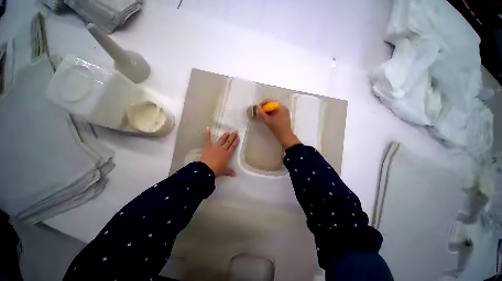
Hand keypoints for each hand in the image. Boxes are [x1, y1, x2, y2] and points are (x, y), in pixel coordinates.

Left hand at [200, 128, 238, 176]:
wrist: (206, 169)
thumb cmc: (217, 170)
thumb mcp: (224, 171)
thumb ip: (229, 171)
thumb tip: (235, 175)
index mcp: (227, 154)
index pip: (233, 147)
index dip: (235, 142)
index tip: (238, 137)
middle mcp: (222, 149)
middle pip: (228, 142)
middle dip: (232, 137)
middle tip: (235, 132)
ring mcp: (215, 147)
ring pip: (221, 140)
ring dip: (224, 136)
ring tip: (227, 132)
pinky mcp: (207, 147)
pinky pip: (207, 139)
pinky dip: (207, 134)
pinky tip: (207, 128)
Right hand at [257, 100, 299, 148]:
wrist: (285, 136)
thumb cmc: (276, 127)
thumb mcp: (267, 120)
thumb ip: (261, 113)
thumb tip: (257, 107)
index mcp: (280, 106)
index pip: (269, 101)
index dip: (262, 104)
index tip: (258, 109)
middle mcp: (283, 106)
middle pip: (272, 104)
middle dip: (265, 107)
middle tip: (260, 113)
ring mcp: (285, 111)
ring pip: (274, 108)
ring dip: (268, 110)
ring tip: (263, 115)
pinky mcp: (285, 115)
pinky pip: (277, 111)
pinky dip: (272, 113)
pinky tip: (269, 117)